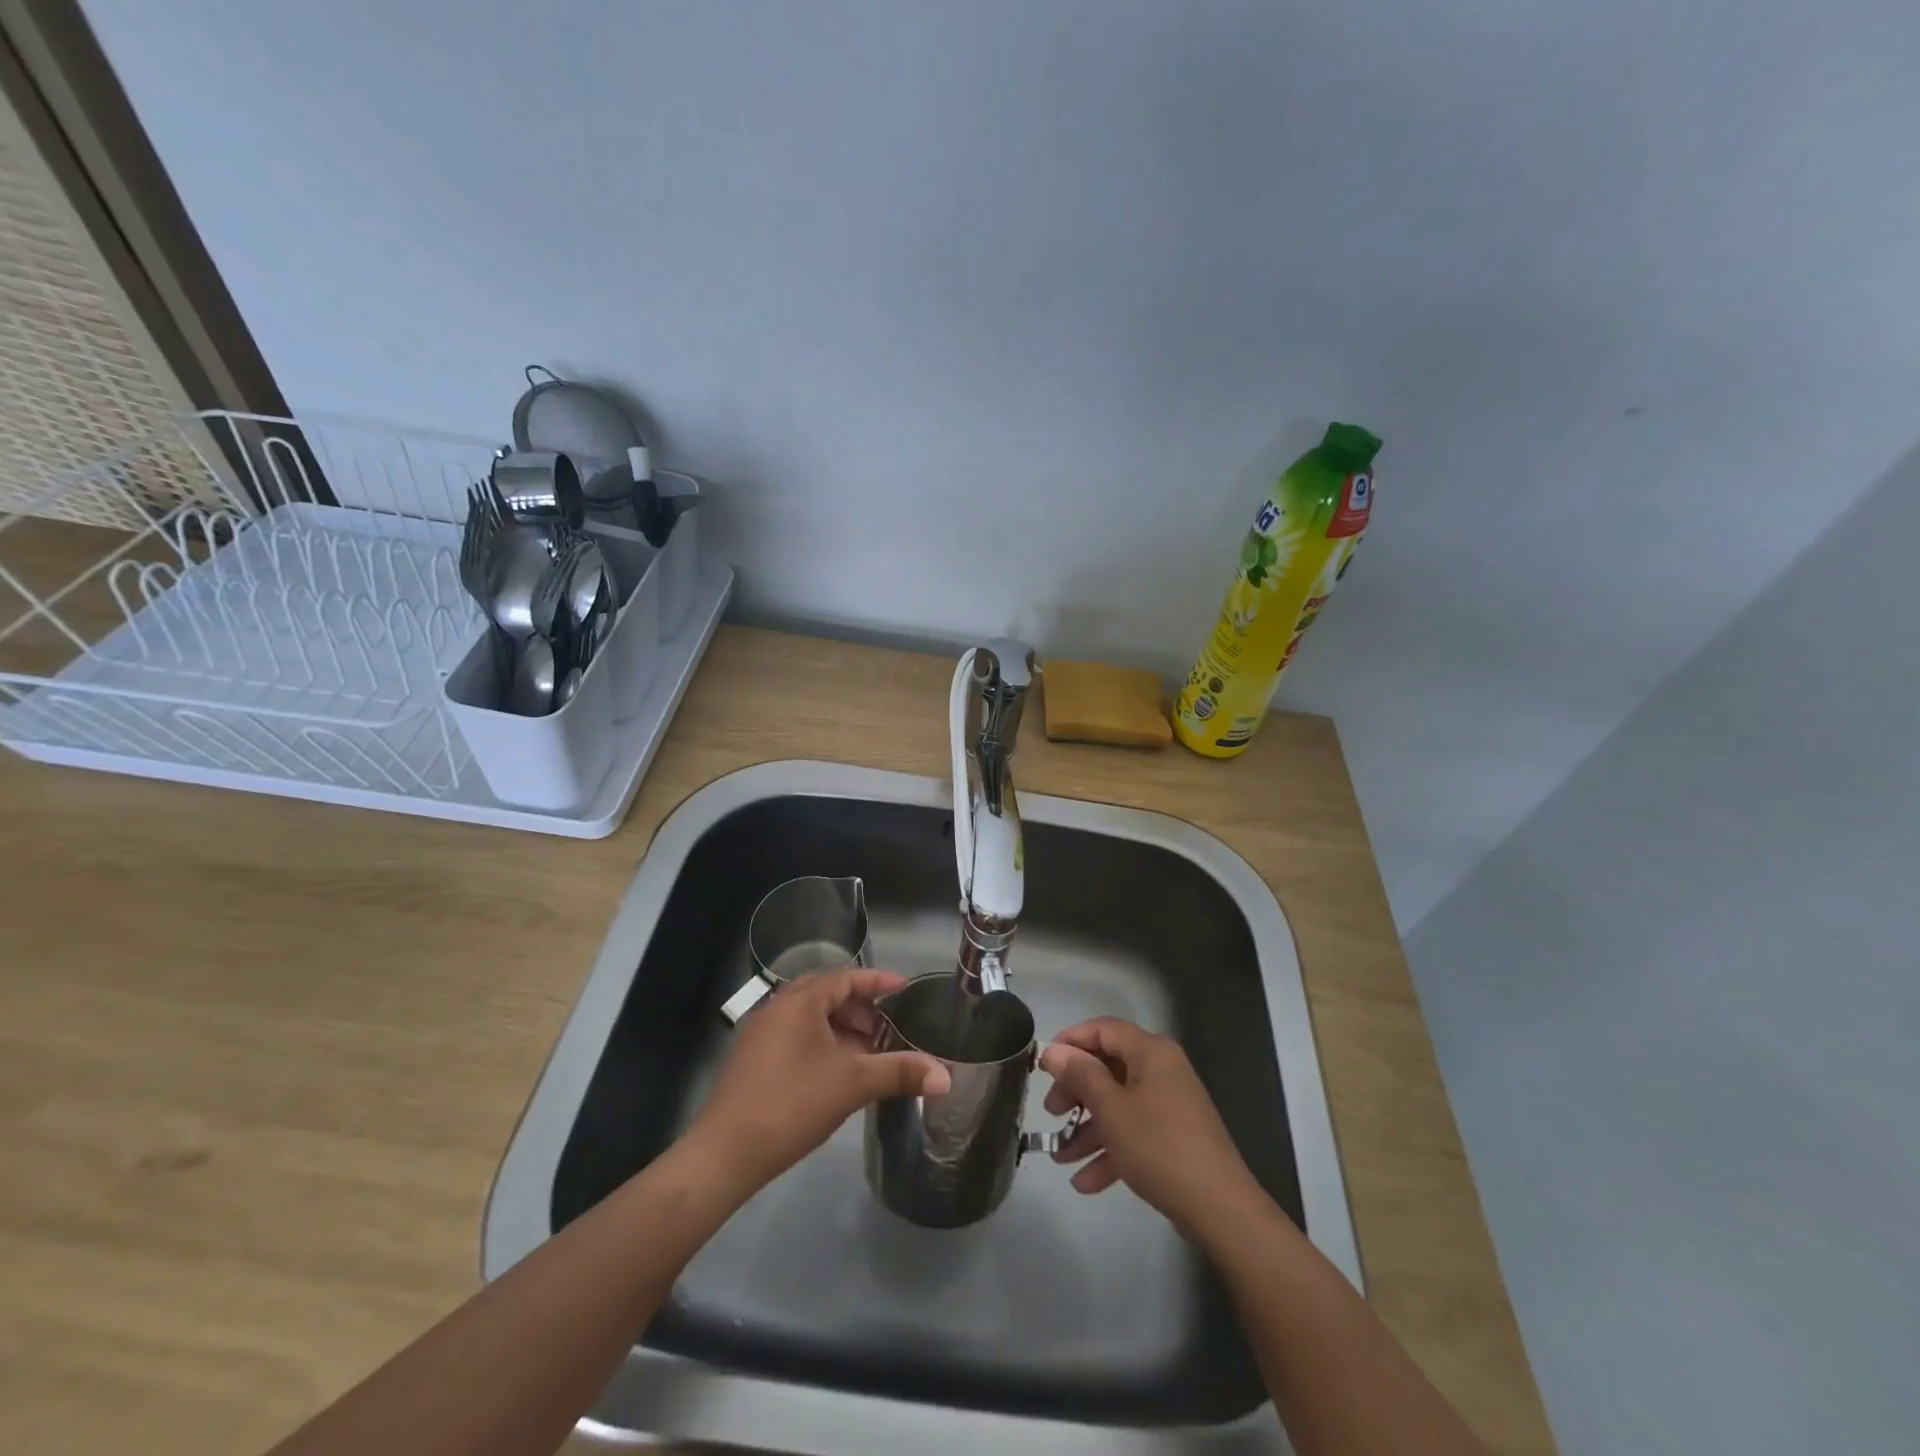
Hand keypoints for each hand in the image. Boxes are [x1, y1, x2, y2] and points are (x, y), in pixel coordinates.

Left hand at [689, 968, 950, 1195]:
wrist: (724, 1154)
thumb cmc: (792, 1104)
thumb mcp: (852, 1084)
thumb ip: (900, 1072)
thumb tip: (947, 1075)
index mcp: (800, 1001)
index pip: (846, 977)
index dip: (878, 981)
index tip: (905, 989)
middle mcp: (778, 1007)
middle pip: (827, 994)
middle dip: (861, 1007)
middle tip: (889, 1025)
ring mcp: (762, 1033)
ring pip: (810, 1017)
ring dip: (841, 1027)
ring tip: (868, 1051)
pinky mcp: (753, 1059)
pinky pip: (796, 1035)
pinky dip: (822, 1042)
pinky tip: (837, 1071)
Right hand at [1040, 1017, 1260, 1237]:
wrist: (1220, 1208)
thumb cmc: (1158, 1146)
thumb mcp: (1110, 1109)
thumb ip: (1080, 1075)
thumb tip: (1054, 1050)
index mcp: (1150, 1051)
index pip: (1103, 1029)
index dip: (1071, 1041)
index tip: (1044, 1064)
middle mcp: (1161, 1070)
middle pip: (1108, 1067)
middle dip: (1076, 1091)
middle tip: (1052, 1113)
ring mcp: (1169, 1104)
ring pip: (1119, 1104)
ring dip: (1088, 1128)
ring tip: (1060, 1156)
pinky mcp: (1174, 1136)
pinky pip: (1134, 1132)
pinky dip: (1111, 1150)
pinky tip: (1085, 1182)